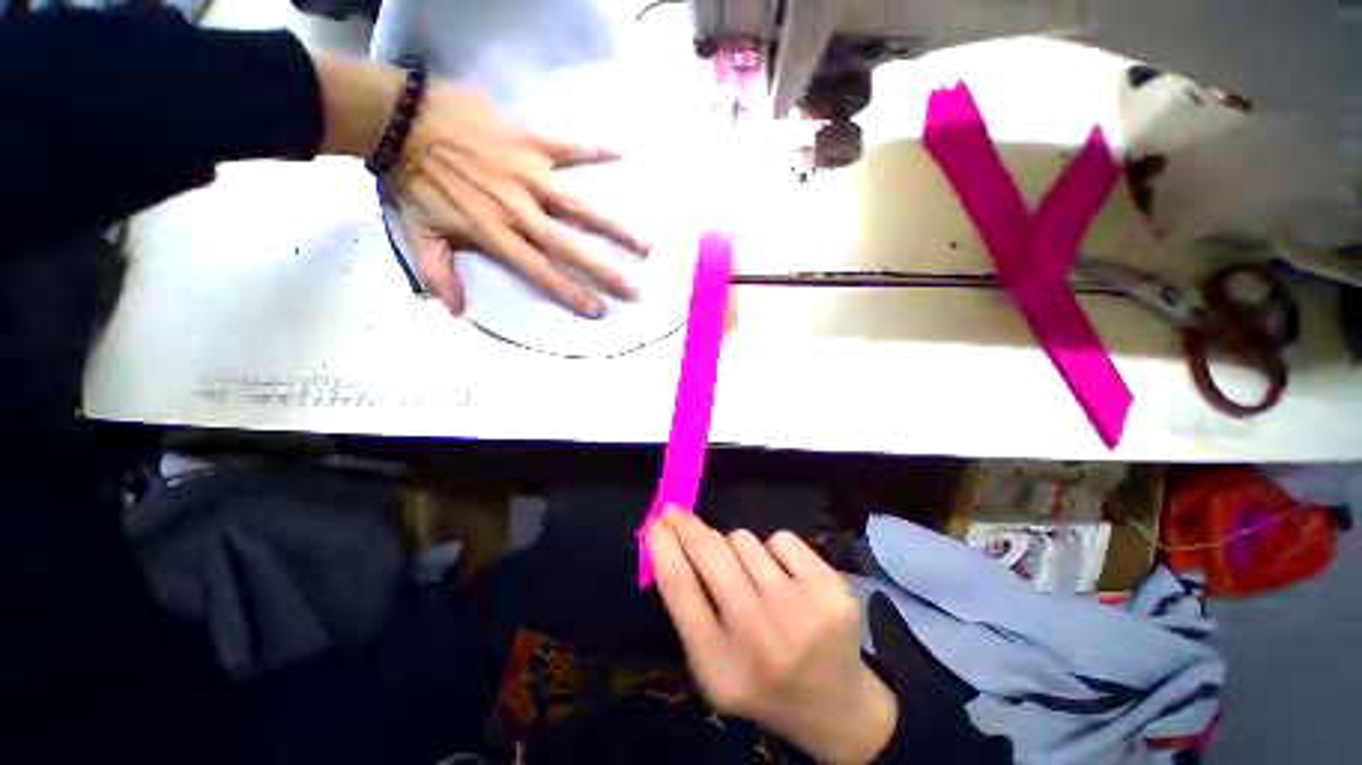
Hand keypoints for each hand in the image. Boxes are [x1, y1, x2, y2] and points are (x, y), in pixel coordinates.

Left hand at [312, 56, 647, 317]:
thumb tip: (455, 312)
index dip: (569, 292)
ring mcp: (529, 175)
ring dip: (614, 226)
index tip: (597, 310)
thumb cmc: (409, 179)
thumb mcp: (416, 232)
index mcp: (496, 233)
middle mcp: (520, 210)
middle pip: (569, 246)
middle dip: (603, 270)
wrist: (398, 118)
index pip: (540, 271)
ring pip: (579, 205)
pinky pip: (569, 145)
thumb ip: (438, 272)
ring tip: (645, 244)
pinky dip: (596, 148)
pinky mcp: (530, 141)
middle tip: (634, 288)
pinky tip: (626, 154)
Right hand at [647, 510, 897, 763]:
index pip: (679, 588)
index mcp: (720, 664)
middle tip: (675, 512)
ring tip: (751, 575)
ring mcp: (800, 609)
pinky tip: (785, 578)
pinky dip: (775, 551)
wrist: (836, 706)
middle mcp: (758, 634)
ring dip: (738, 549)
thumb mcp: (712, 663)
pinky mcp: (830, 589)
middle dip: (687, 525)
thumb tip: (667, 543)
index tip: (655, 523)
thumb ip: (689, 609)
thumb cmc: (761, 681)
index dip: (663, 548)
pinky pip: (780, 539)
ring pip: (744, 539)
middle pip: (710, 553)